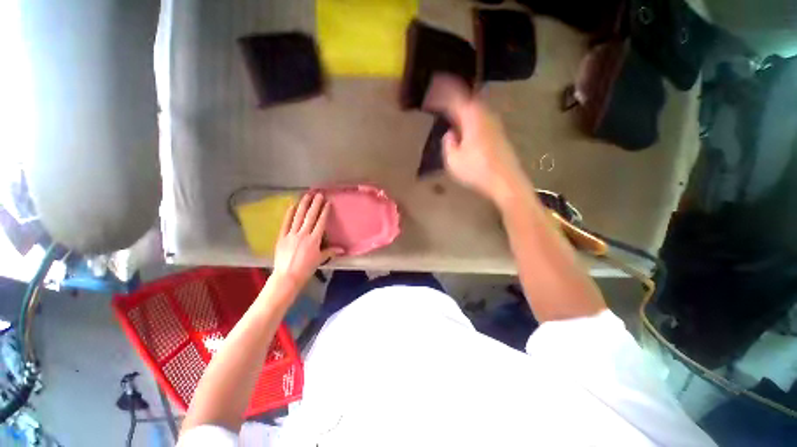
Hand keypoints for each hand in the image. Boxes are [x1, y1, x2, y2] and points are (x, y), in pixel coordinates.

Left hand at [273, 193, 342, 287]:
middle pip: (310, 217)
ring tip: (306, 195)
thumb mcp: (320, 259)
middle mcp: (303, 234)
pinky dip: (288, 214)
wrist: (287, 276)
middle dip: (315, 204)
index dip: (324, 211)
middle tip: (318, 194)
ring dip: (303, 205)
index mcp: (314, 240)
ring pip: (298, 217)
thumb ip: (330, 251)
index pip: (321, 222)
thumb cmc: (306, 268)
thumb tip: (343, 249)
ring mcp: (291, 235)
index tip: (327, 202)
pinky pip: (285, 223)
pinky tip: (292, 205)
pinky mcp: (282, 237)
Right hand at [427, 76, 526, 204]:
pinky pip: (481, 117)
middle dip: (453, 94)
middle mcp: (485, 115)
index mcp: (472, 118)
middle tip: (440, 94)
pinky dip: (470, 116)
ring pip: (476, 107)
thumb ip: (448, 143)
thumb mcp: (453, 160)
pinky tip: (466, 124)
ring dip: (463, 105)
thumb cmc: (476, 171)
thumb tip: (451, 133)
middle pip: (468, 98)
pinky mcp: (499, 133)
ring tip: (451, 108)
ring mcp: (495, 123)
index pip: (455, 98)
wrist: (505, 181)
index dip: (442, 92)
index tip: (431, 88)